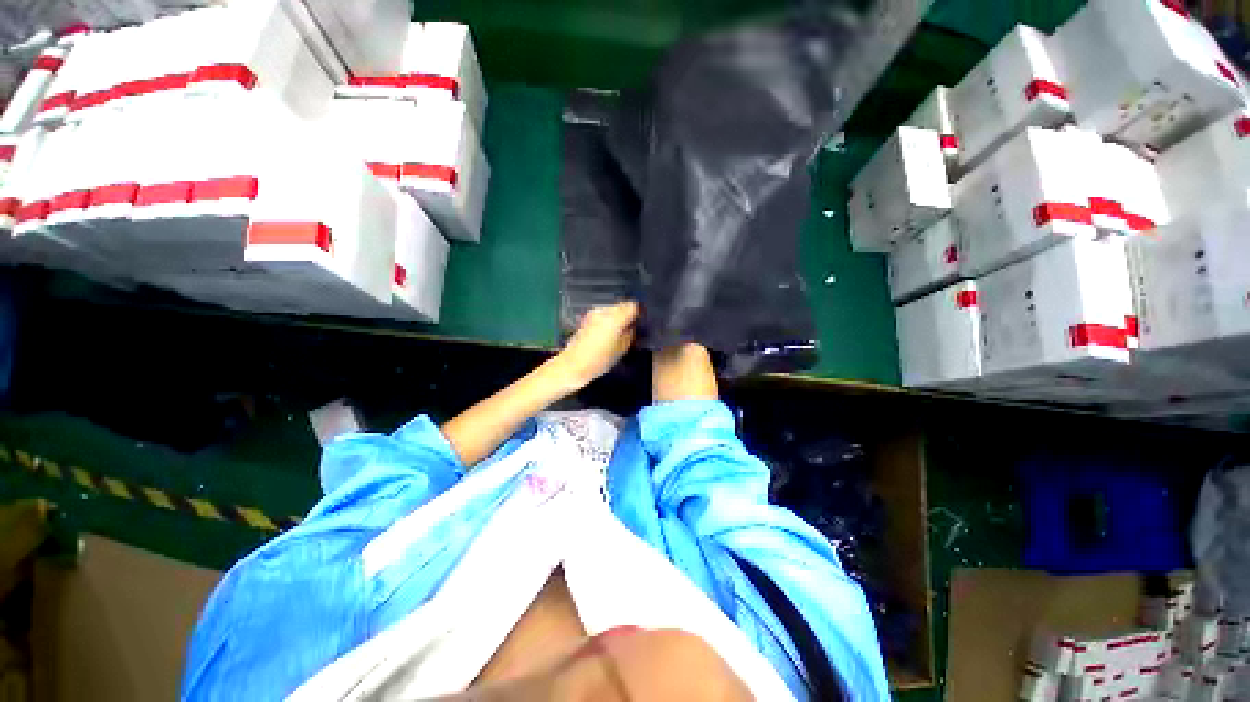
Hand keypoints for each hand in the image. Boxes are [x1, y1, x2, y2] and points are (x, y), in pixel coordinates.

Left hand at [556, 301, 638, 387]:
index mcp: (615, 316)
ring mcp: (593, 313)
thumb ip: (631, 334)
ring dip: (617, 318)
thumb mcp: (622, 349)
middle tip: (632, 328)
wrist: (573, 364)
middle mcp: (604, 310)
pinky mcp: (586, 319)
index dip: (639, 313)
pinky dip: (607, 321)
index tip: (641, 322)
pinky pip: (603, 315)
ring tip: (619, 332)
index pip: (633, 305)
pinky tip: (607, 334)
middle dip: (627, 315)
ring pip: (612, 310)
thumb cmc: (600, 359)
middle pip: (622, 306)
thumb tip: (634, 326)